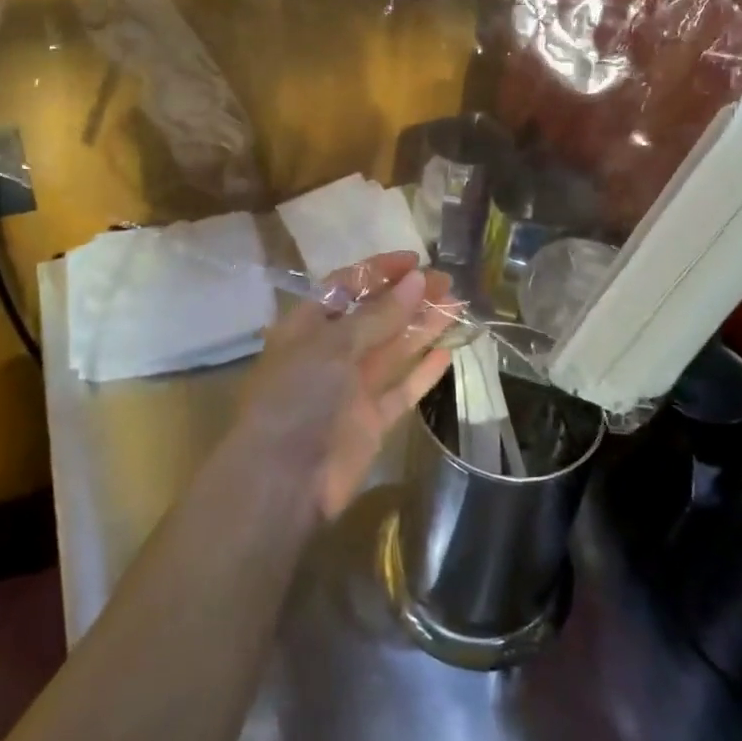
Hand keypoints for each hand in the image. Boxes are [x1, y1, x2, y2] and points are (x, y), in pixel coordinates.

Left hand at [235, 251, 455, 518]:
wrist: (283, 480)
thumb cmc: (298, 397)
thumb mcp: (334, 346)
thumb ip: (378, 315)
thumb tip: (416, 280)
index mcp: (308, 326)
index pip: (346, 286)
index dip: (379, 271)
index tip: (416, 260)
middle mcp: (330, 353)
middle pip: (375, 316)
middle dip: (408, 297)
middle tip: (447, 282)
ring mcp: (351, 388)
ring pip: (393, 349)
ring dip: (423, 327)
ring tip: (458, 306)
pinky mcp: (371, 421)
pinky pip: (402, 389)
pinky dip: (423, 371)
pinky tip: (448, 351)